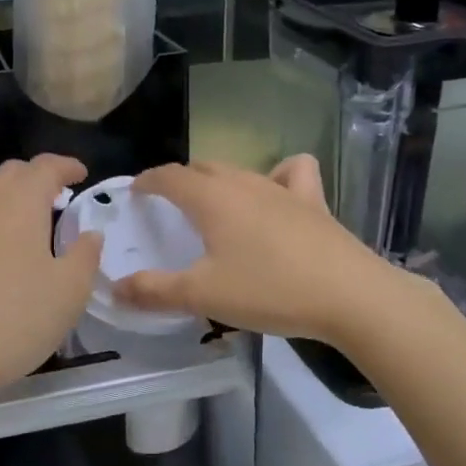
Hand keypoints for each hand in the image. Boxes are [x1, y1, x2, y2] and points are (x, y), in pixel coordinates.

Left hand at [0, 155, 102, 405]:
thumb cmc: (16, 319)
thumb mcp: (70, 291)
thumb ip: (85, 255)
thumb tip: (90, 233)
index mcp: (21, 201)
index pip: (46, 167)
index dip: (66, 166)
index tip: (81, 175)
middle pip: (12, 172)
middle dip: (36, 178)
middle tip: (56, 199)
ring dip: (4, 192)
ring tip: (18, 216)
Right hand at [114, 156, 396, 344]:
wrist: (349, 296)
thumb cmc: (269, 291)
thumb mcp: (202, 296)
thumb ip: (154, 291)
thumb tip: (115, 288)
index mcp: (211, 198)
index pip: (169, 176)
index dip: (148, 181)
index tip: (136, 192)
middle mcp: (243, 182)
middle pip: (202, 169)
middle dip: (180, 180)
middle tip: (168, 205)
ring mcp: (281, 188)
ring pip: (239, 170)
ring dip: (218, 180)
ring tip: (213, 204)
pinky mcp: (313, 201)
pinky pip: (291, 172)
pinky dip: (278, 174)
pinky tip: (276, 194)